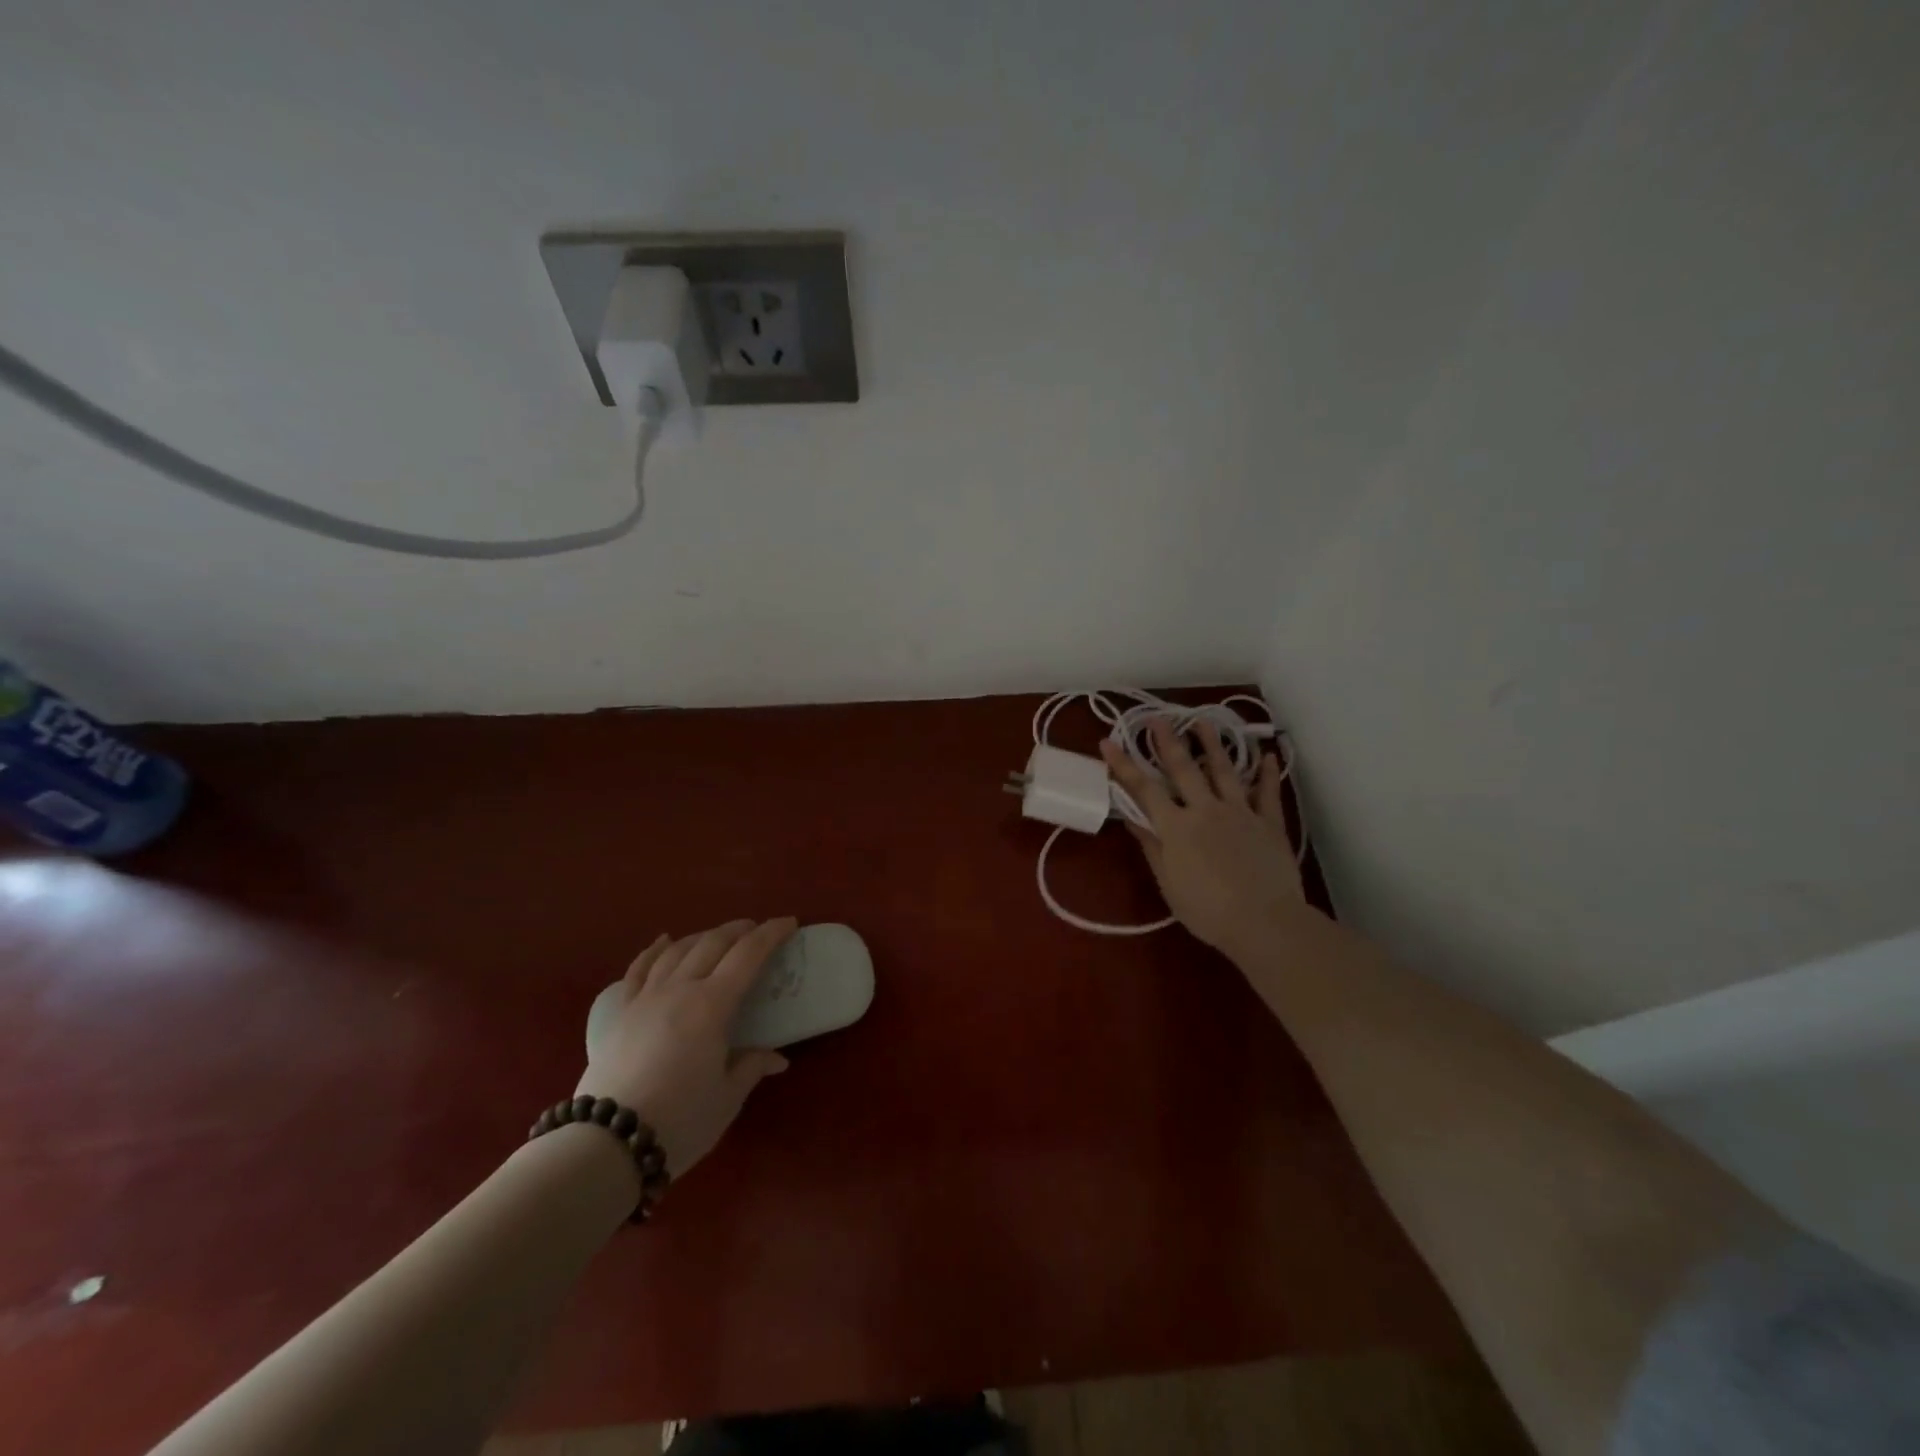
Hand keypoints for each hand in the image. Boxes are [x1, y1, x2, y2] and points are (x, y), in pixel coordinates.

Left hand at [576, 919, 794, 1177]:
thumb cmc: (679, 1121)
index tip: (789, 923)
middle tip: (758, 929)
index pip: (748, 955)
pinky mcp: (620, 1013)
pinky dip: (654, 950)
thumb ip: (751, 1066)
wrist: (606, 1145)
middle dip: (739, 930)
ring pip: (678, 950)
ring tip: (720, 936)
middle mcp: (680, 989)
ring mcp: (646, 998)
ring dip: (703, 936)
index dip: (771, 934)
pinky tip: (663, 940)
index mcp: (712, 1005)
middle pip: (713, 944)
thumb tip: (777, 1058)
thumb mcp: (727, 1097)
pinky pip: (638, 969)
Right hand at [1101, 720, 1305, 956]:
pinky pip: (1268, 793)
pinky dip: (1268, 774)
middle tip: (1157, 717)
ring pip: (1224, 771)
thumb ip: (1152, 848)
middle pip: (1184, 769)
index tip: (1108, 741)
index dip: (1124, 765)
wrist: (1265, 922)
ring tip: (1203, 721)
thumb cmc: (1208, 911)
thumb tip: (1134, 820)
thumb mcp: (1169, 884)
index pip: (1143, 789)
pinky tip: (1269, 756)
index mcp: (1176, 827)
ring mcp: (1240, 813)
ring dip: (1213, 744)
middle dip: (1167, 741)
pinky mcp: (1270, 823)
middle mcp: (1206, 810)